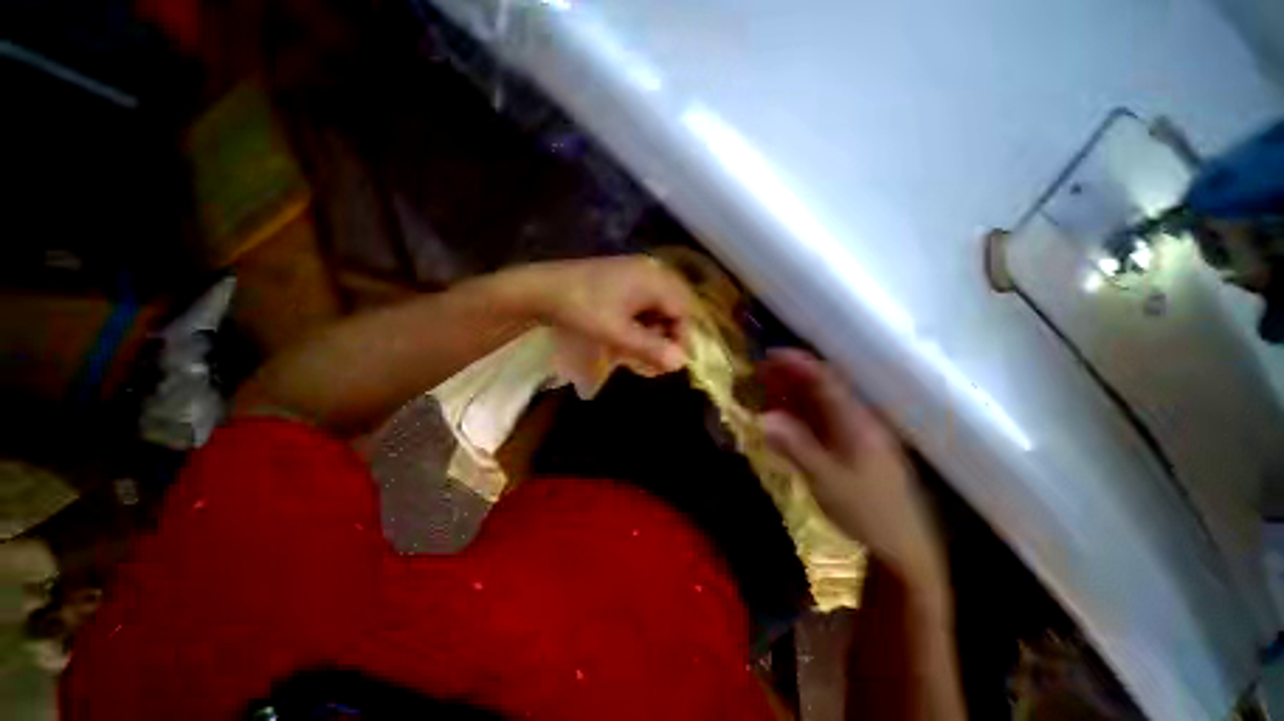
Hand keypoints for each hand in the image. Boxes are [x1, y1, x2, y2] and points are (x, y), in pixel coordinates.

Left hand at [511, 256, 694, 373]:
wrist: (541, 289)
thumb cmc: (582, 309)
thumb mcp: (618, 333)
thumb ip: (651, 348)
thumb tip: (682, 363)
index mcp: (654, 279)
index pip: (683, 310)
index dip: (680, 338)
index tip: (667, 361)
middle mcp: (650, 270)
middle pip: (673, 306)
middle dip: (667, 333)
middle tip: (653, 356)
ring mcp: (635, 270)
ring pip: (659, 304)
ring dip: (654, 328)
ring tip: (637, 347)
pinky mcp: (622, 275)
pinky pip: (644, 299)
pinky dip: (641, 319)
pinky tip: (628, 332)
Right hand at [757, 349, 946, 595]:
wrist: (902, 549)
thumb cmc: (868, 512)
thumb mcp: (827, 481)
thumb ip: (795, 447)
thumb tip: (762, 418)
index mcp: (858, 422)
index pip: (826, 381)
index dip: (798, 364)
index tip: (769, 355)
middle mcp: (858, 421)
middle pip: (822, 388)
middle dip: (791, 375)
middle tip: (761, 370)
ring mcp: (856, 435)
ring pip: (821, 404)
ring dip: (793, 393)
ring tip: (766, 388)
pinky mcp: (851, 450)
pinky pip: (821, 422)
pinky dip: (799, 414)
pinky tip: (784, 416)